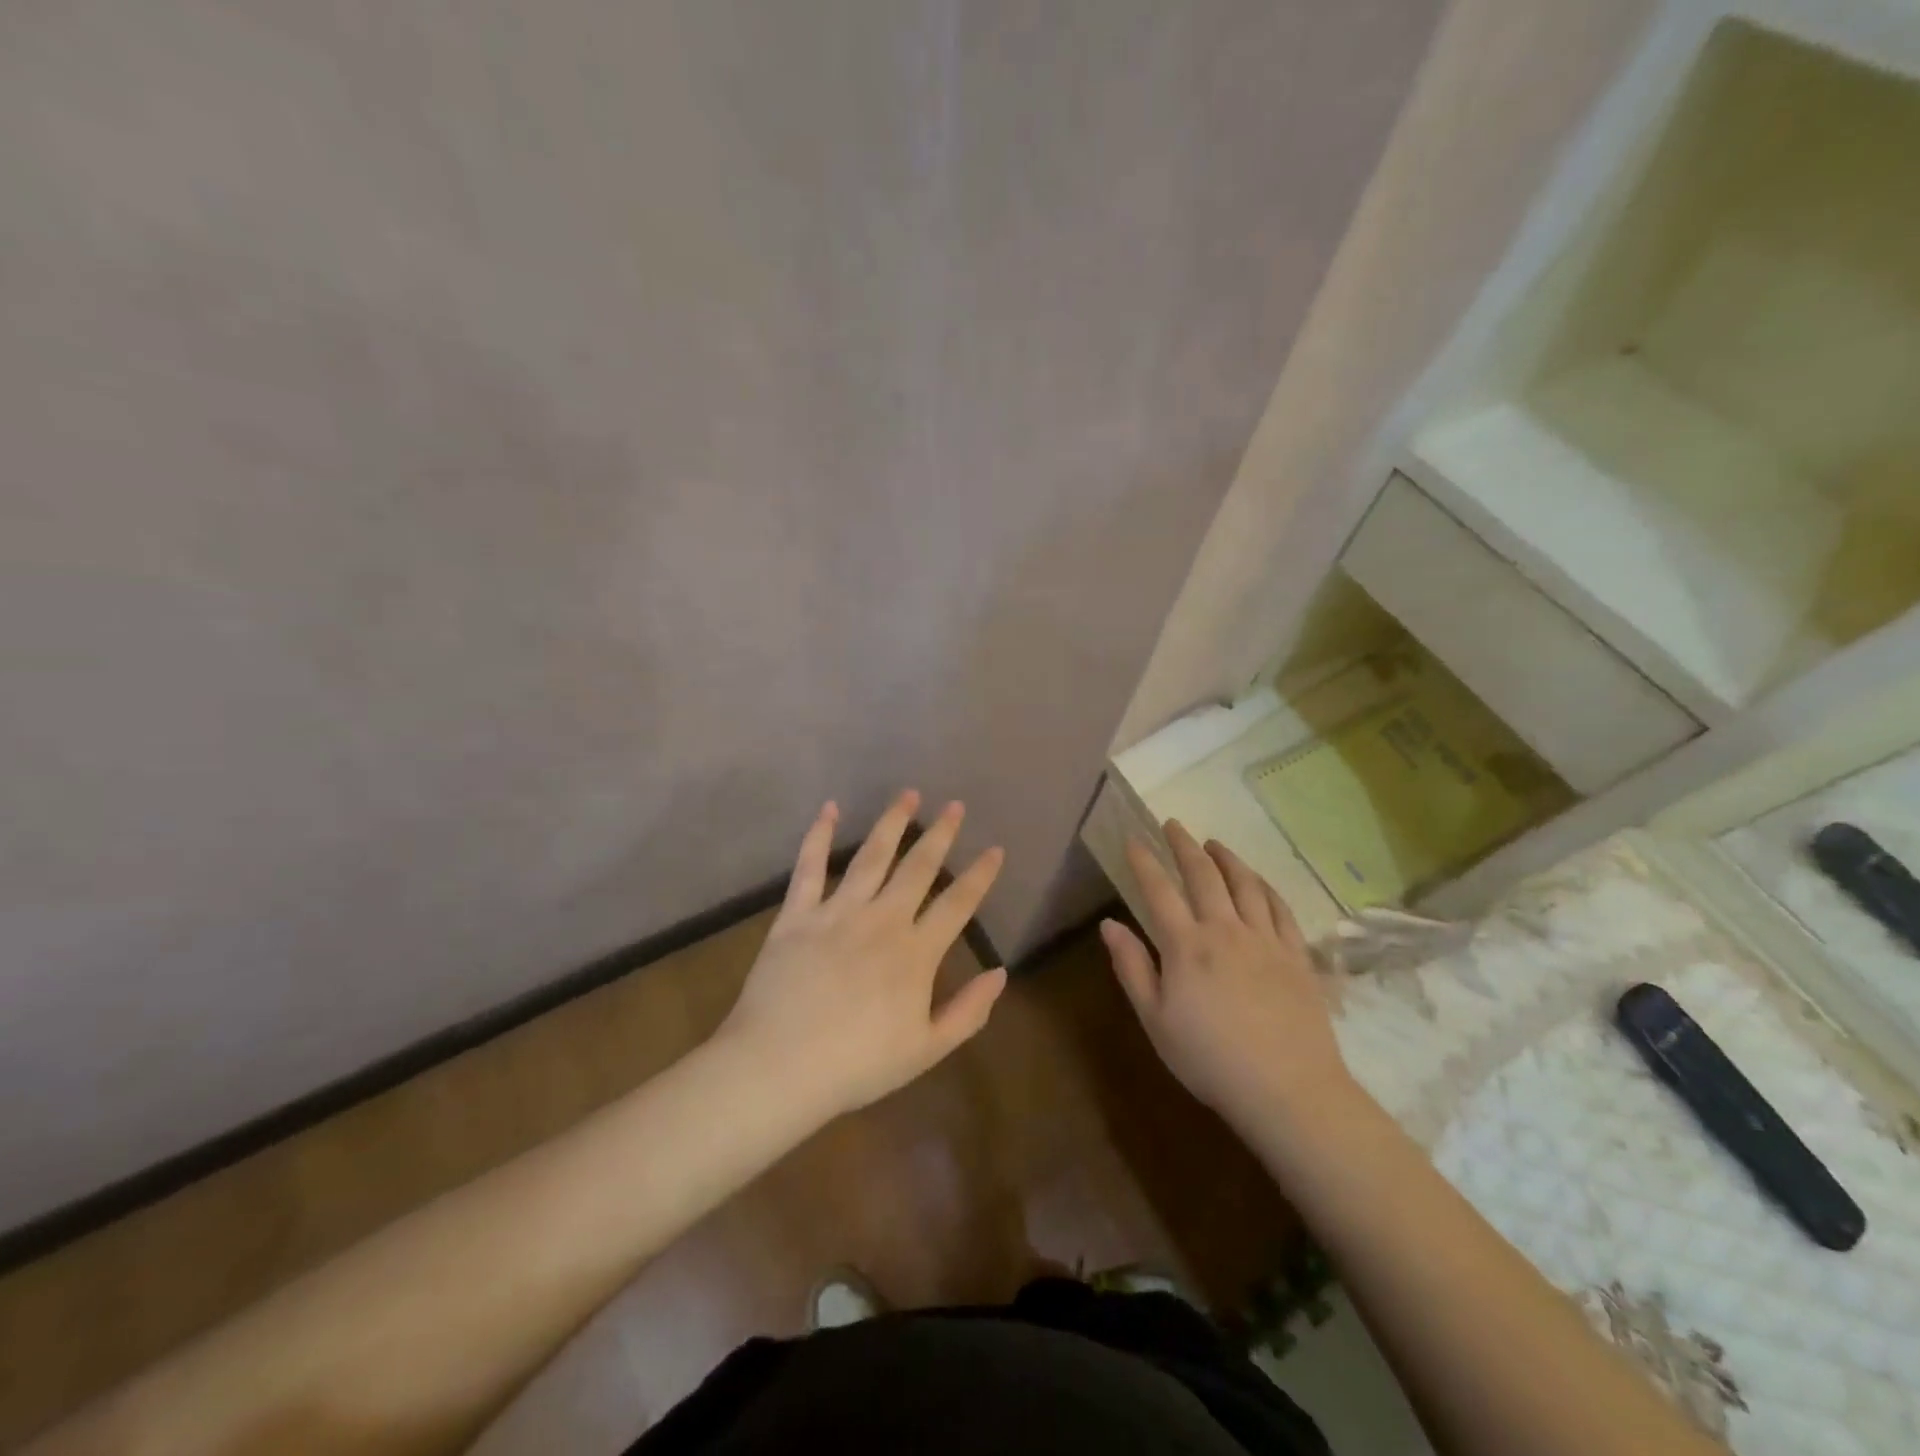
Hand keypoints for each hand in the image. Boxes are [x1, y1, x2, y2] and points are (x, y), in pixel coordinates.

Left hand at [716, 791, 1007, 1121]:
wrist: (779, 1067)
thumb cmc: (857, 1065)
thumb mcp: (926, 1050)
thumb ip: (968, 1012)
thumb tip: (1001, 973)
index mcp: (915, 953)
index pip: (958, 905)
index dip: (980, 876)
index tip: (994, 849)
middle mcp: (882, 920)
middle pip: (918, 868)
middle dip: (940, 834)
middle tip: (955, 806)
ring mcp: (837, 912)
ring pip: (871, 856)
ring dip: (892, 822)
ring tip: (908, 794)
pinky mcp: (797, 914)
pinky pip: (809, 867)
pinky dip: (819, 835)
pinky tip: (829, 809)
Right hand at [1101, 821, 1353, 1133]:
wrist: (1288, 1090)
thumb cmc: (1210, 1059)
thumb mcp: (1155, 1020)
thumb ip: (1132, 967)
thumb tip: (1109, 924)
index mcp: (1187, 946)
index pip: (1159, 891)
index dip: (1144, 862)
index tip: (1133, 839)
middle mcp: (1225, 930)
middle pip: (1203, 875)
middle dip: (1184, 845)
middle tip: (1173, 824)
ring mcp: (1266, 940)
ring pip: (1245, 884)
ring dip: (1226, 858)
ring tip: (1214, 843)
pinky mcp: (1296, 955)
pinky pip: (1280, 908)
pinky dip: (1265, 886)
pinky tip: (1258, 880)